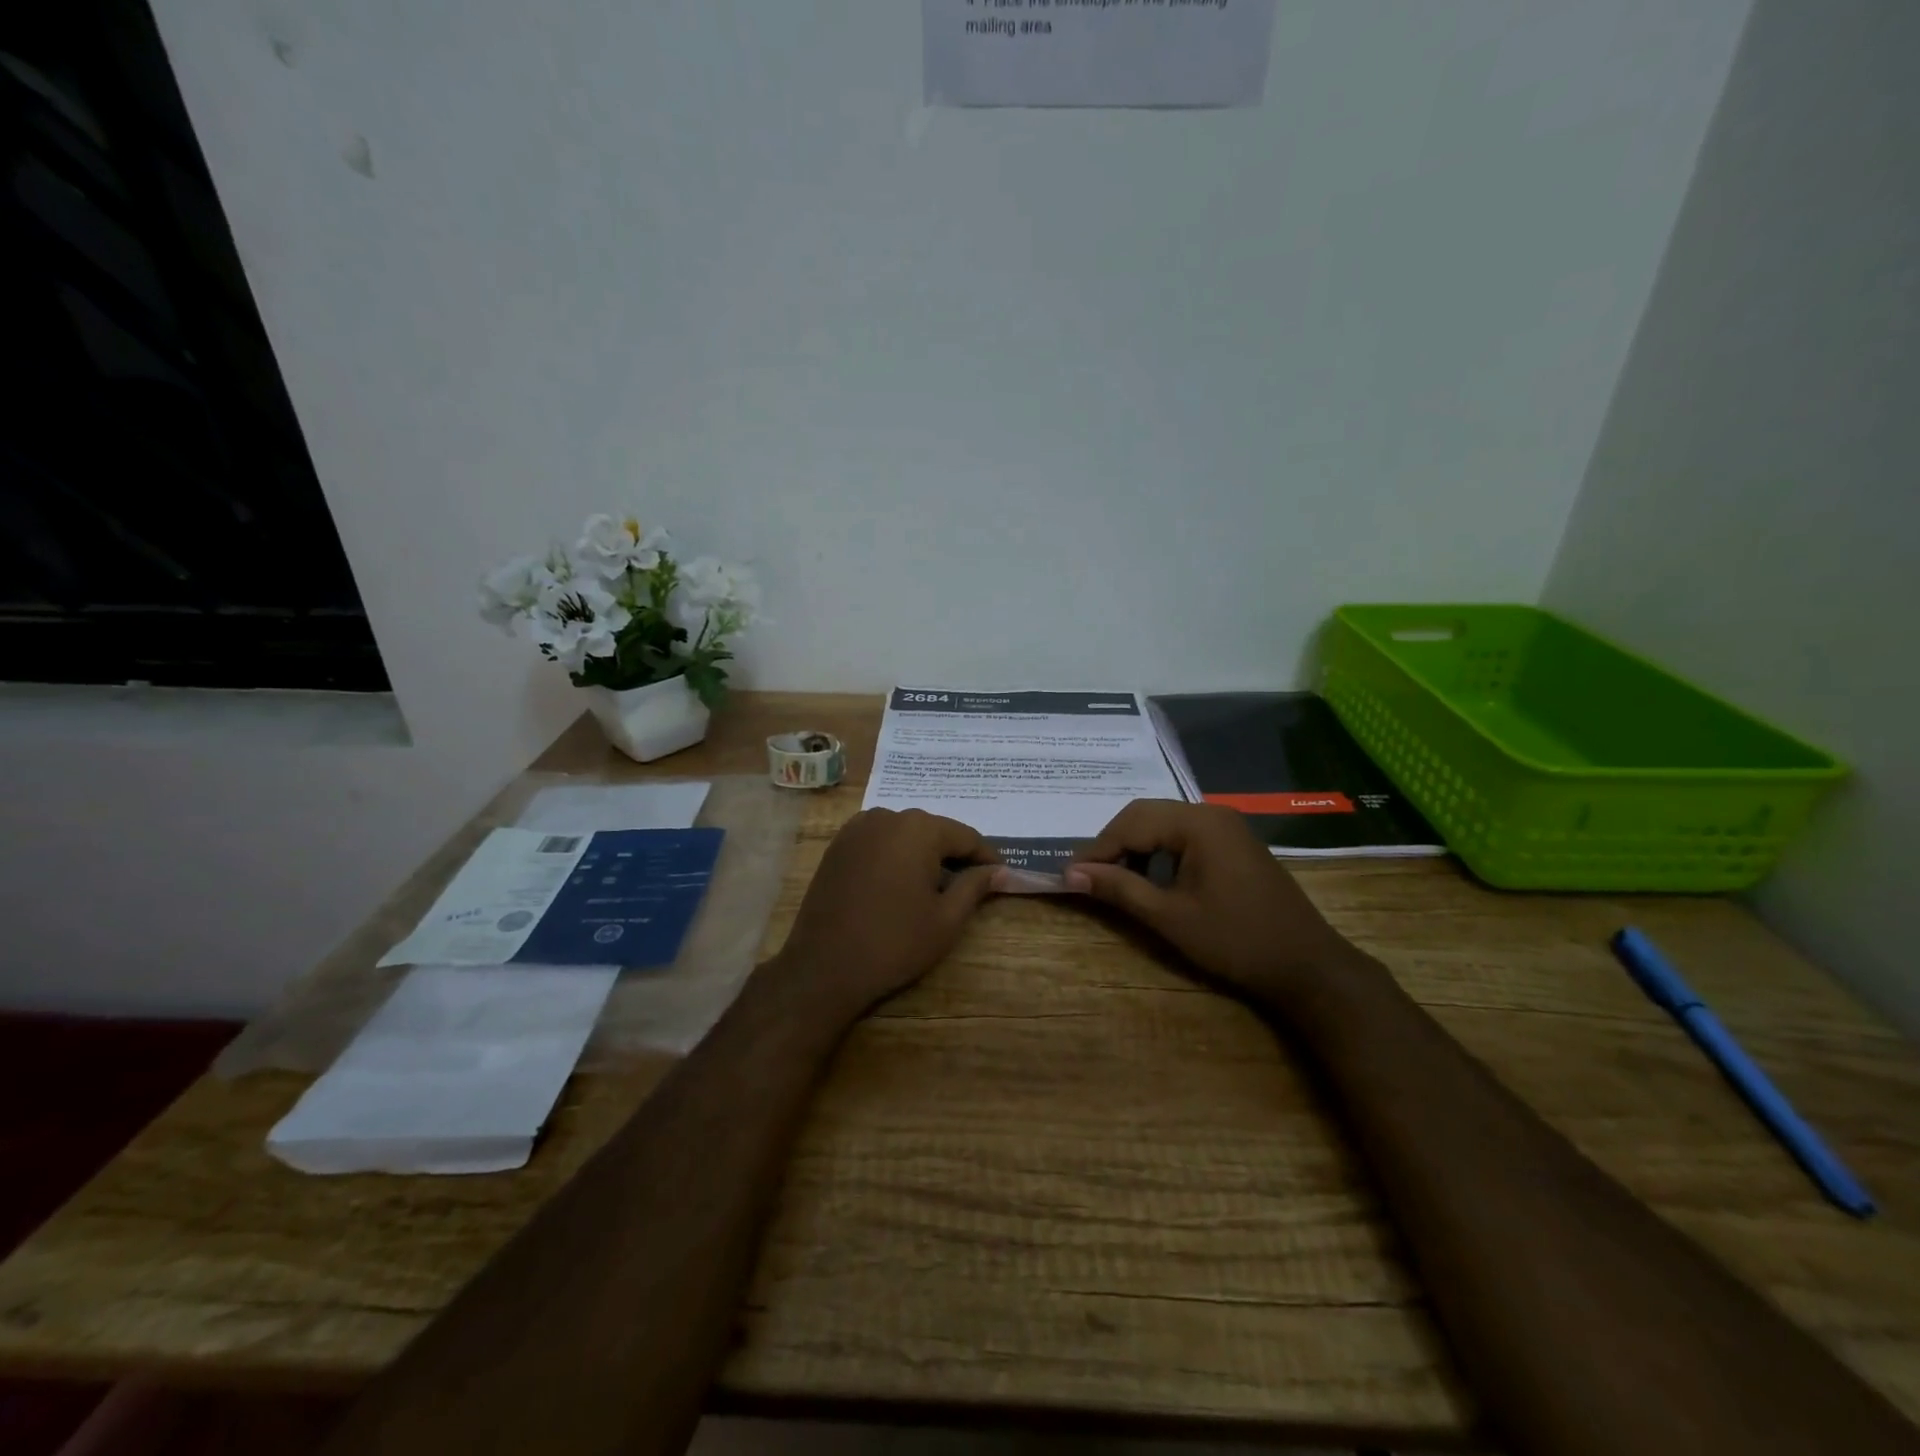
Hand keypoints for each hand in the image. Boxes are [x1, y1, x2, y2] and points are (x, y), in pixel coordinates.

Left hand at [772, 808, 998, 1018]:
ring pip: (905, 835)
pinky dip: (895, 856)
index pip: (966, 837)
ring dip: (923, 855)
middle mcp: (887, 817)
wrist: (824, 967)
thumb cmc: (894, 943)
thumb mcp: (946, 919)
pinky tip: (898, 885)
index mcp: (919, 829)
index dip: (987, 858)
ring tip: (934, 888)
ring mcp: (857, 828)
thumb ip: (975, 886)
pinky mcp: (837, 845)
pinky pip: (879, 842)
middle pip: (934, 832)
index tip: (1002, 877)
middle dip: (954, 855)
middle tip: (970, 886)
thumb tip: (998, 870)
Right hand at [1068, 800, 1360, 1006]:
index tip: (1070, 875)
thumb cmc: (1235, 941)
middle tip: (1089, 876)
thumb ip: (1119, 889)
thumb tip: (1071, 874)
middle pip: (1146, 815)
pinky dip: (1159, 852)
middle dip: (1114, 844)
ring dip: (1135, 847)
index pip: (1131, 823)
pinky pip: (1184, 835)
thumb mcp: (1170, 917)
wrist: (1307, 966)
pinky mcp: (1234, 843)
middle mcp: (1211, 813)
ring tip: (1115, 880)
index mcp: (1197, 823)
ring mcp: (1226, 827)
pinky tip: (1150, 879)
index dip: (1097, 849)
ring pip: (1163, 824)